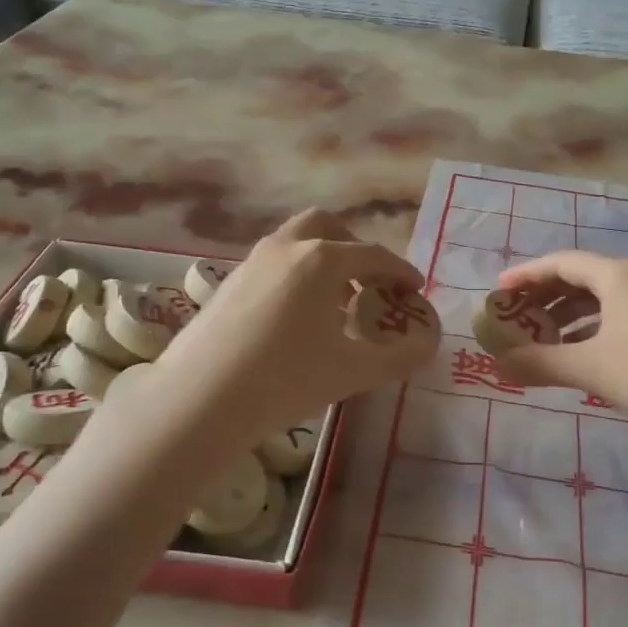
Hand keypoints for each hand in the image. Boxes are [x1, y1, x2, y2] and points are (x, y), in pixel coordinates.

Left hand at [157, 209, 433, 436]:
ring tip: (335, 303)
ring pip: (295, 243)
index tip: (415, 289)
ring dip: (323, 261)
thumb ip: (399, 356)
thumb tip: (427, 346)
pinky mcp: (227, 283)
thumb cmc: (286, 379)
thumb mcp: (354, 372)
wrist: (200, 399)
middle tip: (371, 282)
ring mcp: (251, 262)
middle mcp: (286, 248)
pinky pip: (273, 264)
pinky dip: (295, 275)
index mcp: (322, 259)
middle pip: (328, 227)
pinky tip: (295, 318)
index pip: (374, 255)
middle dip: (355, 248)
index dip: (401, 271)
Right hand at [494, 251, 627, 441]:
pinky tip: (578, 354)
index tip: (497, 292)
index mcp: (617, 276)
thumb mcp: (591, 369)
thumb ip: (540, 363)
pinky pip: (615, 317)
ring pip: (598, 300)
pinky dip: (589, 330)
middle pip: (579, 278)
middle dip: (543, 297)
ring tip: (539, 339)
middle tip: (514, 318)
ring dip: (565, 316)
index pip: (560, 263)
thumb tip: (497, 364)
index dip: (525, 275)